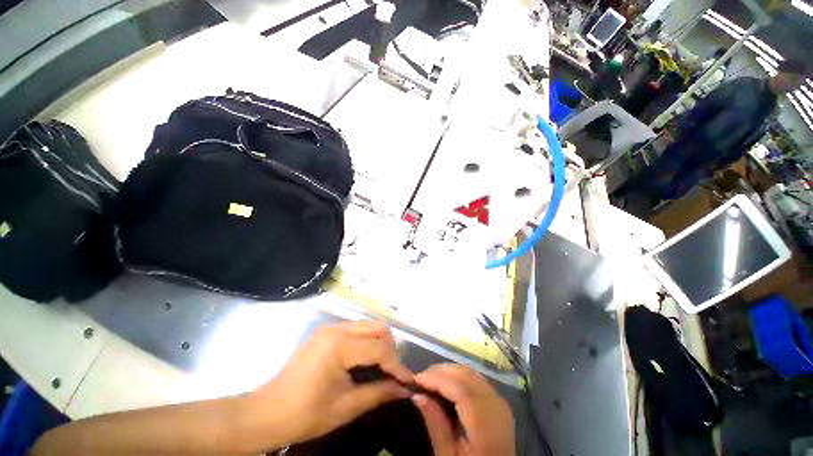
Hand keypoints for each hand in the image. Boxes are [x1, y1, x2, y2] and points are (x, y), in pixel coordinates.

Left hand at [246, 321, 413, 446]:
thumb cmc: (304, 414)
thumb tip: (404, 389)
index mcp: (339, 345)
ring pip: (367, 325)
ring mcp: (330, 328)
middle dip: (390, 349)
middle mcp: (336, 329)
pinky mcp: (325, 332)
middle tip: (393, 372)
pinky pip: (356, 329)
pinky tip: (365, 360)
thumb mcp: (345, 407)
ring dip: (379, 344)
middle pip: (377, 328)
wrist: (265, 413)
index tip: (409, 381)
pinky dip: (366, 341)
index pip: (379, 349)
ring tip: (382, 367)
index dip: (397, 365)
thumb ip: (378, 393)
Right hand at [412, 364, 514, 455]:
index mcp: (486, 423)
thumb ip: (435, 423)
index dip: (437, 378)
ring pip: (471, 373)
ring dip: (449, 372)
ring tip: (430, 380)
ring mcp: (499, 401)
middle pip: (466, 375)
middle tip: (420, 379)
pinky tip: (446, 384)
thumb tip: (417, 394)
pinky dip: (459, 376)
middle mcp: (496, 405)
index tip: (415, 378)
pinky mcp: (497, 401)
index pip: (460, 388)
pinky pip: (475, 379)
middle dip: (441, 371)